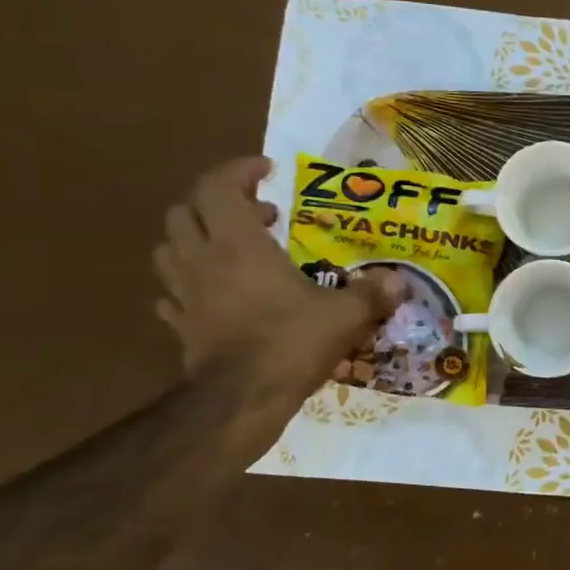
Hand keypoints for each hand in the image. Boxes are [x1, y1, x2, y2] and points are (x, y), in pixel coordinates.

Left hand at [153, 158, 403, 406]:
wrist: (241, 399)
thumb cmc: (291, 342)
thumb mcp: (344, 314)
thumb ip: (371, 293)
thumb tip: (399, 281)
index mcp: (238, 244)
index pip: (217, 186)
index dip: (239, 170)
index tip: (268, 171)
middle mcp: (202, 260)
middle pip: (185, 211)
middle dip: (220, 204)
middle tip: (262, 215)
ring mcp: (184, 294)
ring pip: (169, 248)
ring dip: (197, 239)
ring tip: (234, 250)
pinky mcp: (179, 326)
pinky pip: (172, 293)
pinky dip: (189, 283)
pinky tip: (214, 295)